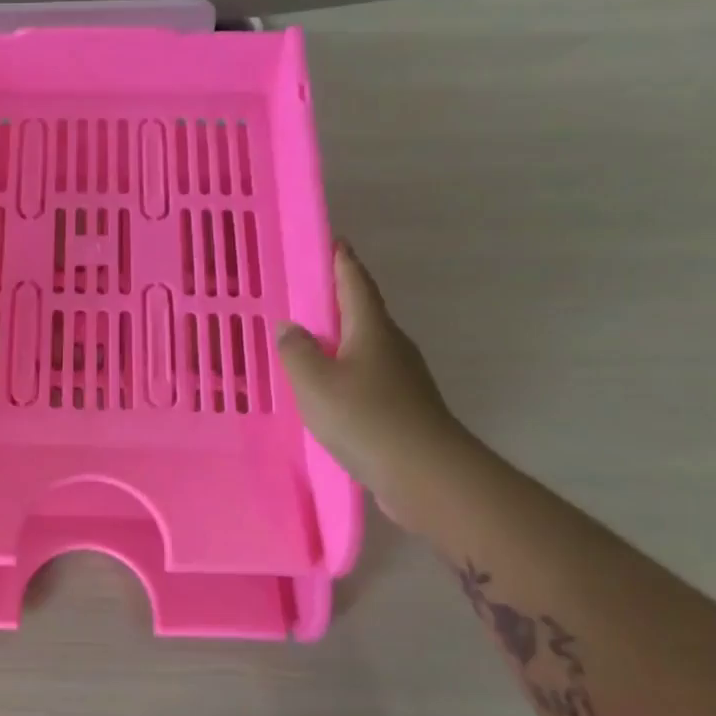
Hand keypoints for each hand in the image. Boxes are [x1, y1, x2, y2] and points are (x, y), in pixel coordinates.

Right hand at [277, 241, 465, 517]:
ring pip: (365, 347)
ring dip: (340, 340)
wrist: (426, 474)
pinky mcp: (403, 407)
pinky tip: (327, 389)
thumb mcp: (315, 382)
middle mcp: (392, 346)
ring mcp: (403, 378)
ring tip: (308, 343)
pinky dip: (345, 373)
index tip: (333, 241)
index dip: (342, 261)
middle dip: (338, 300)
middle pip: (363, 312)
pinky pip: (367, 377)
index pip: (355, 282)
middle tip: (305, 295)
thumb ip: (297, 351)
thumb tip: (289, 327)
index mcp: (372, 329)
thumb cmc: (366, 418)